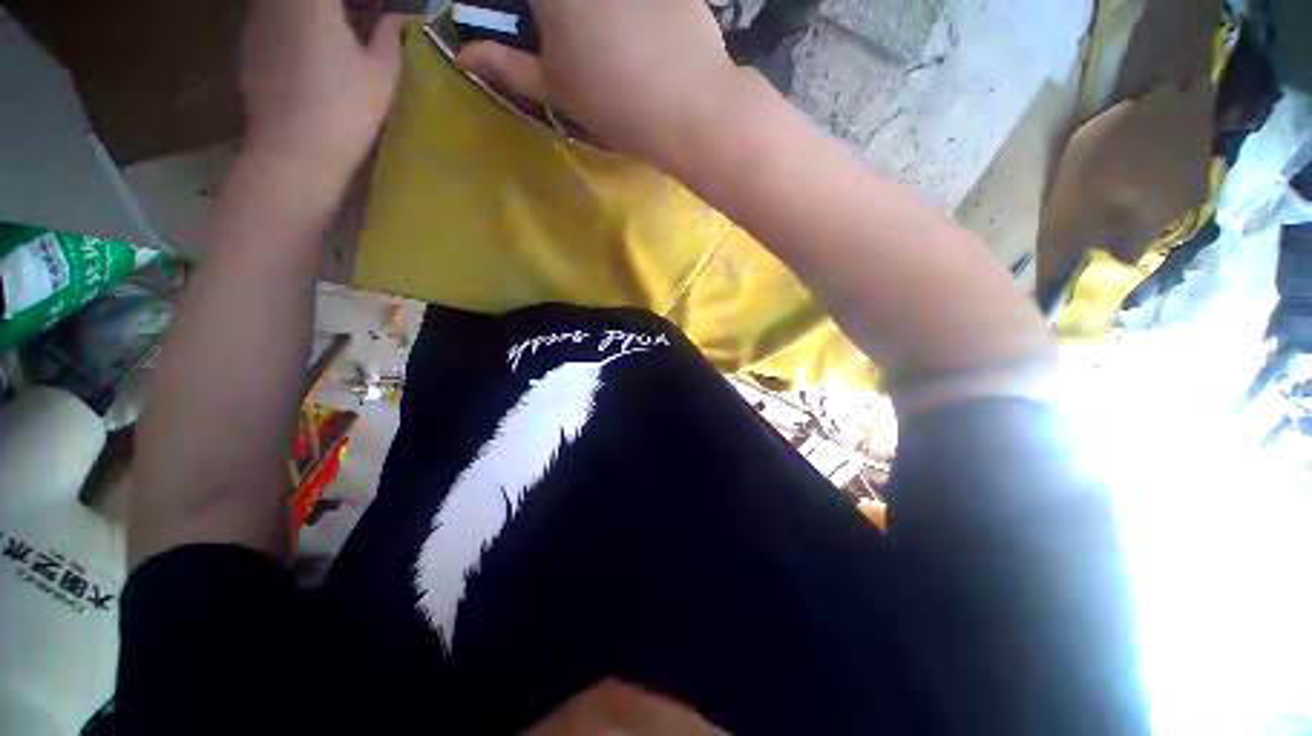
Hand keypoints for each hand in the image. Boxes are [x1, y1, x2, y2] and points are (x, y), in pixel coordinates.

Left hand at [240, 0, 408, 179]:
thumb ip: (391, 37)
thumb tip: (400, 18)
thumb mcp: (382, 75)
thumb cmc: (346, 109)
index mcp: (314, 0)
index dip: (361, 0)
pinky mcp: (246, 43)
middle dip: (335, 5)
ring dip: (311, 11)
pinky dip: (290, 23)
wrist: (294, 150)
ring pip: (285, 3)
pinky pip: (270, 16)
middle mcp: (277, 0)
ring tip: (335, 31)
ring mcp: (255, 19)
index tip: (374, 8)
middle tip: (358, 15)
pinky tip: (310, 48)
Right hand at [456, 0, 744, 165]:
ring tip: (610, 45)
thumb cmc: (616, 103)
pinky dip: (635, 14)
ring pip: (603, 5)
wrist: (691, 107)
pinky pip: (641, 1)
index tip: (537, 29)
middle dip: (560, 20)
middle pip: (562, 5)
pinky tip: (641, 33)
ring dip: (601, 18)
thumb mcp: (558, 90)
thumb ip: (510, 66)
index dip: (532, 16)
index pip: (526, 0)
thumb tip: (467, 55)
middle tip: (568, 38)